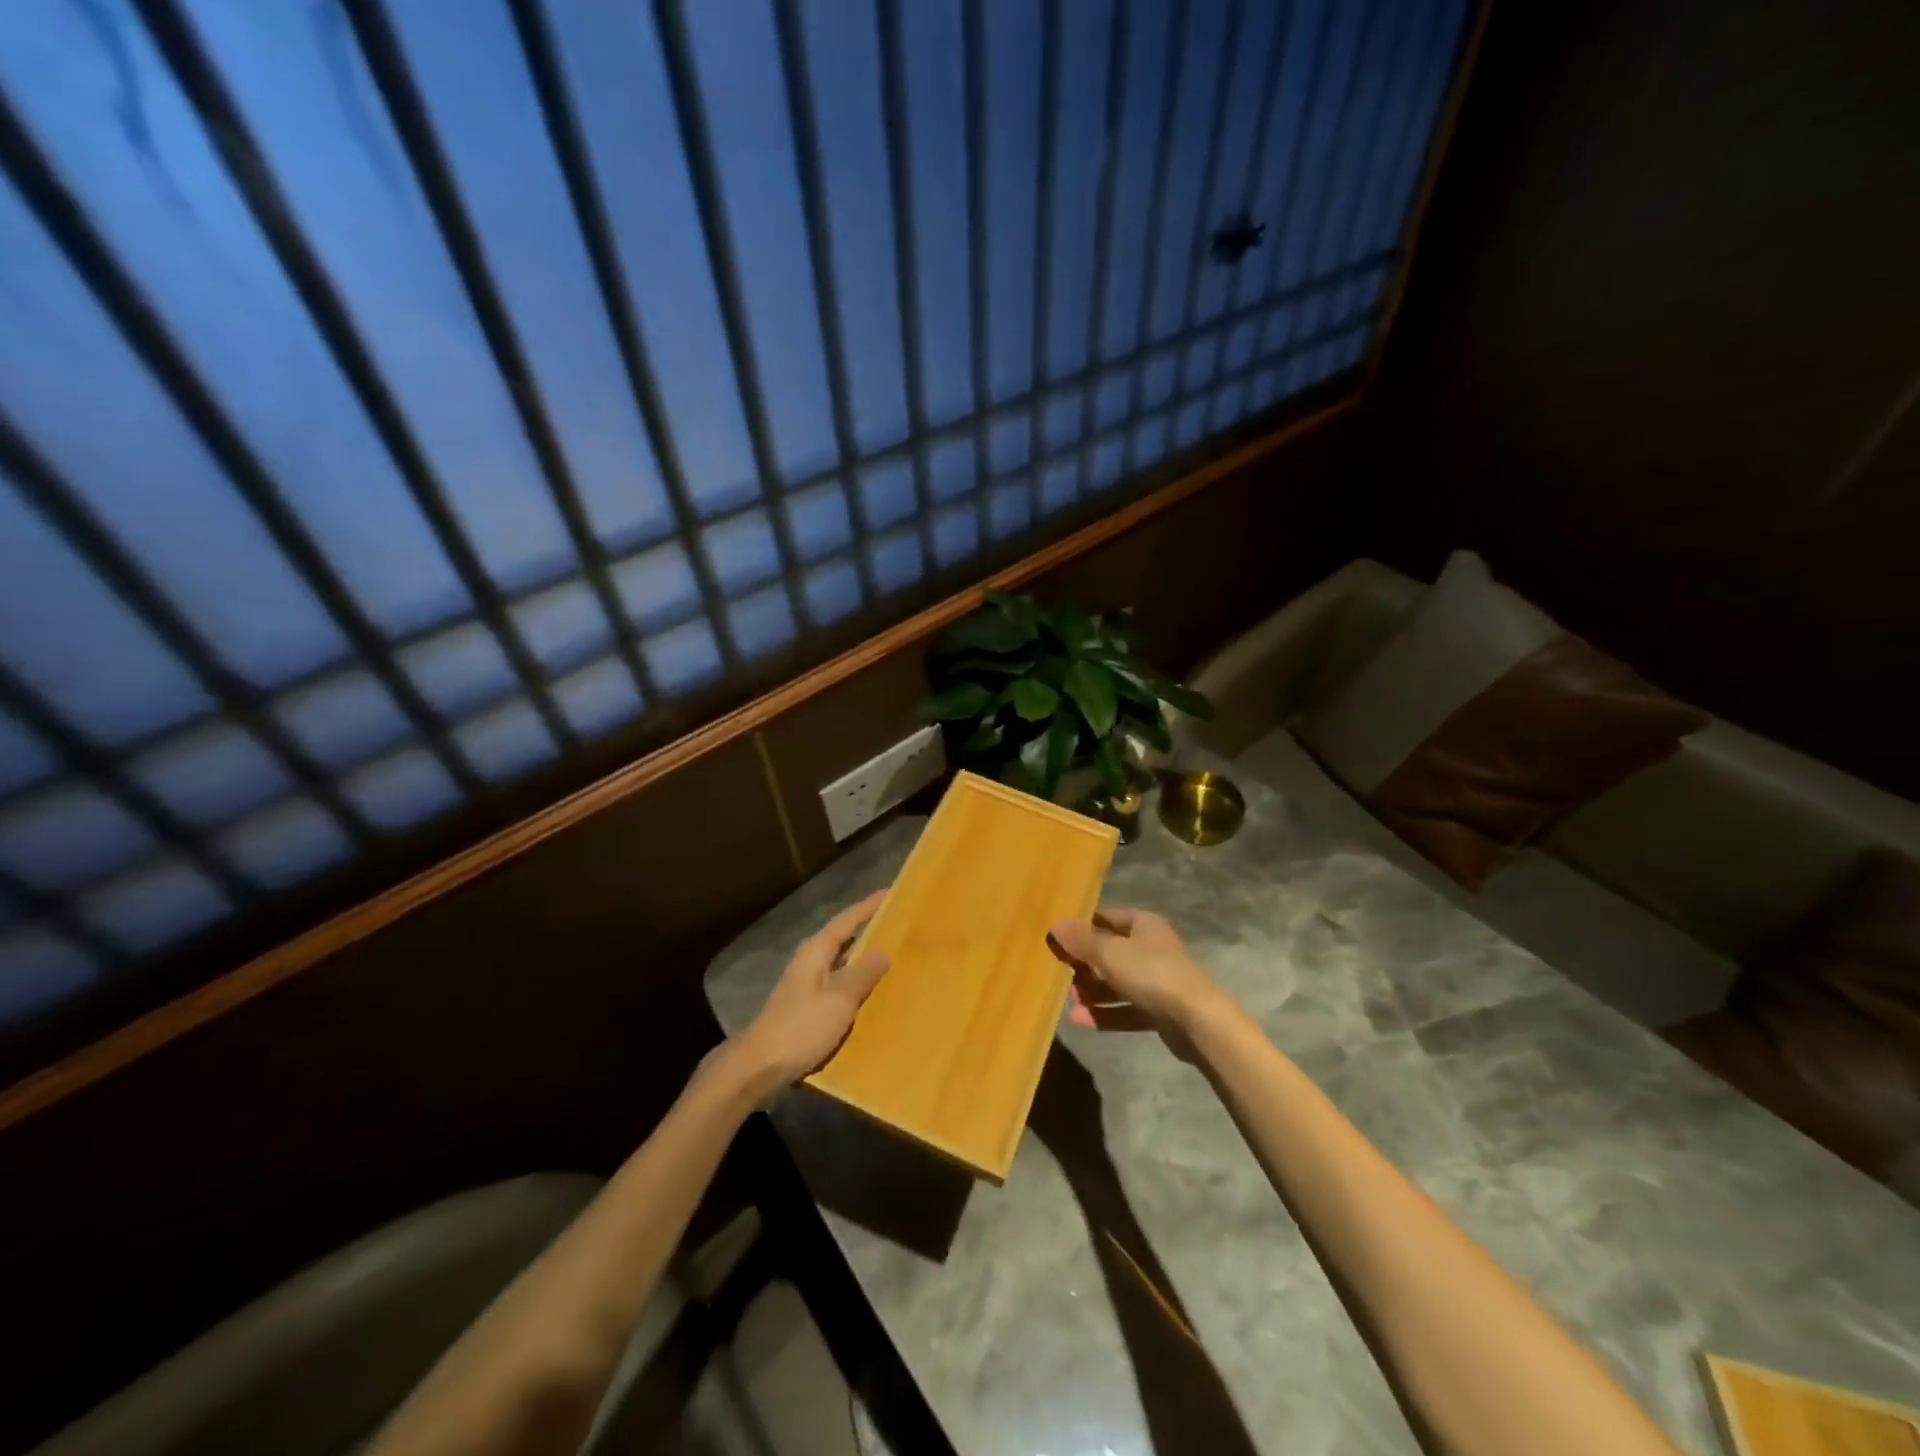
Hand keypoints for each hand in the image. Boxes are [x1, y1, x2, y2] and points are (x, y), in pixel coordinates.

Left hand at [734, 890, 889, 1091]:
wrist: (760, 1067)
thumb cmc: (801, 1027)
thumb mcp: (839, 999)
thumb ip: (863, 973)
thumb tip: (884, 952)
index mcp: (816, 951)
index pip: (848, 919)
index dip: (870, 906)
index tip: (893, 893)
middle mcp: (810, 961)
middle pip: (844, 938)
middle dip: (870, 930)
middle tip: (901, 924)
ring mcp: (806, 984)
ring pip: (842, 962)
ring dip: (865, 958)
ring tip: (895, 955)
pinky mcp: (807, 1006)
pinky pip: (839, 985)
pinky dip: (856, 982)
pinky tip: (873, 993)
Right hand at [1049, 907, 1229, 1033]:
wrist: (1197, 1020)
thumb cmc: (1151, 973)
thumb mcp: (1110, 953)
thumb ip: (1081, 940)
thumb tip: (1055, 925)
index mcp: (1144, 925)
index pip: (1107, 918)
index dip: (1083, 927)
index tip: (1058, 940)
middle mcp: (1152, 948)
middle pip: (1111, 952)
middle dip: (1085, 965)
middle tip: (1062, 975)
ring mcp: (1158, 981)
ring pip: (1117, 983)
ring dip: (1093, 992)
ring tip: (1070, 1002)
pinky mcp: (1160, 1011)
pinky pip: (1126, 1008)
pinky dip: (1106, 1013)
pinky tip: (1080, 1021)